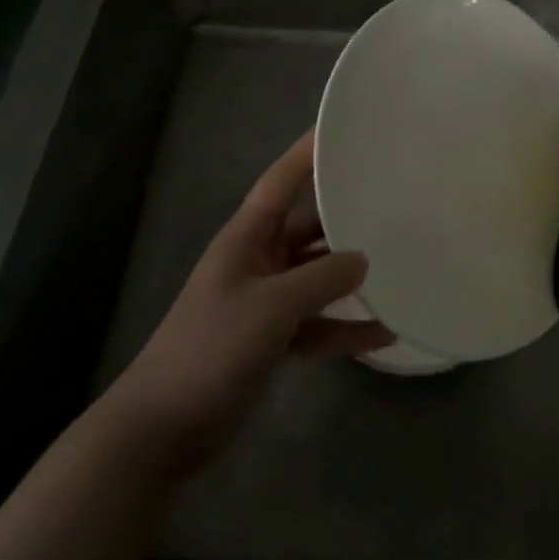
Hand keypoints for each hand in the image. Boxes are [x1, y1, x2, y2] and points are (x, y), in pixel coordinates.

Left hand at [104, 131, 392, 477]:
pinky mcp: (271, 339)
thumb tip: (362, 258)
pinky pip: (316, 323)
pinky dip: (344, 327)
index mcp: (248, 236)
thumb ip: (320, 278)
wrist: (162, 430)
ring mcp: (265, 301)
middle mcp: (259, 259)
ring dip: (349, 279)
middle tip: (390, 201)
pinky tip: (383, 333)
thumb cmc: (211, 348)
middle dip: (344, 216)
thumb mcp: (271, 307)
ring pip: (316, 276)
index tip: (342, 129)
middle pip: (308, 227)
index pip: (282, 180)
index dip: (308, 152)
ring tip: (397, 267)